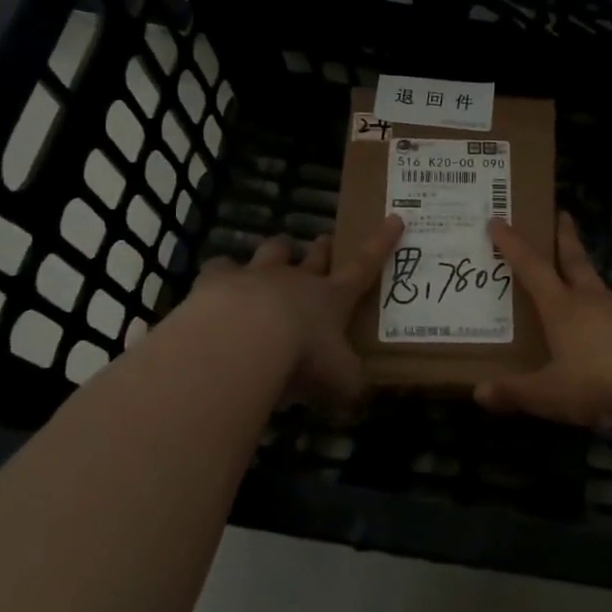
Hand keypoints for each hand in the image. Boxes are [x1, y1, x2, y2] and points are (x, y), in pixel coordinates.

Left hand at [183, 216, 402, 411]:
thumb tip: (360, 393)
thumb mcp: (340, 380)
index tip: (394, 218)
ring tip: (274, 257)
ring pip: (272, 251)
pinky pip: (221, 267)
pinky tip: (218, 284)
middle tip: (323, 243)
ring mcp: (257, 275)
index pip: (363, 266)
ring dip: (276, 253)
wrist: (243, 341)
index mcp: (331, 298)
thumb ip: (350, 384)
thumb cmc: (302, 358)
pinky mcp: (217, 281)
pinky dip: (222, 273)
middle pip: (314, 255)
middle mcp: (297, 279)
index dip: (380, 243)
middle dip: (321, 249)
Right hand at [478, 211, 611, 426]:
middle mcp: (595, 300)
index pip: (532, 268)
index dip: (513, 245)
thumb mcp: (550, 394)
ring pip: (607, 293)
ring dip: (595, 290)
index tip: (500, 220)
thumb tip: (479, 392)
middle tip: (563, 214)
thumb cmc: (600, 382)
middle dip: (565, 238)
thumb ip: (516, 393)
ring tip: (591, 306)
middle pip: (575, 260)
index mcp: (563, 309)